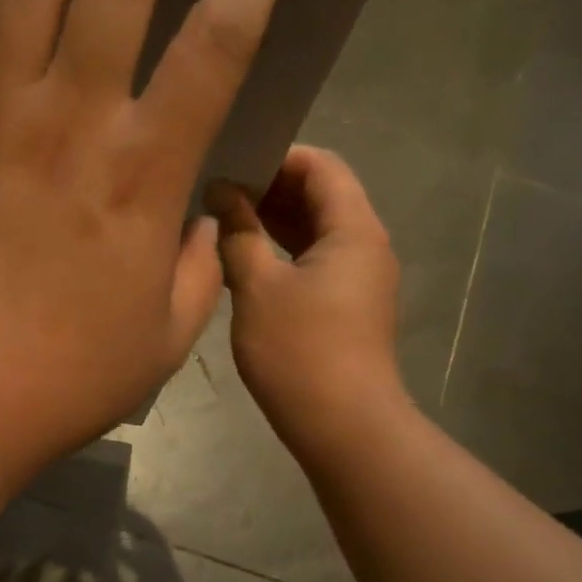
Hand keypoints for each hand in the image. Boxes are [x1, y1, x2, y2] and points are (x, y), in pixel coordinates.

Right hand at [209, 147, 405, 456]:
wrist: (342, 425)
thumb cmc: (299, 351)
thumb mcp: (258, 288)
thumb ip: (239, 234)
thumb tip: (222, 194)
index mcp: (354, 229)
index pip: (321, 166)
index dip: (277, 156)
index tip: (230, 162)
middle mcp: (365, 246)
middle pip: (321, 197)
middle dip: (270, 189)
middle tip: (216, 190)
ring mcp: (358, 280)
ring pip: (315, 233)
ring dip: (272, 224)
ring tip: (221, 221)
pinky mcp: (346, 308)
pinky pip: (314, 264)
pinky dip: (281, 254)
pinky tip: (242, 261)